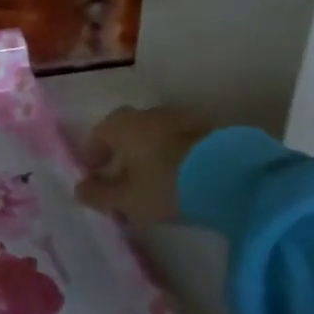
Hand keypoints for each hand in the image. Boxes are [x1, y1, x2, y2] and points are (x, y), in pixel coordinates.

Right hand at [74, 105, 214, 226]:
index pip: (98, 135)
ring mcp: (181, 119)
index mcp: (121, 124)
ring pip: (156, 137)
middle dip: (123, 156)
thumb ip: (99, 195)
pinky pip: (182, 144)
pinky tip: (183, 179)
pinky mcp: (210, 130)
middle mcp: (147, 114)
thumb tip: (80, 189)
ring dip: (151, 156)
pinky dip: (176, 158)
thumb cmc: (165, 185)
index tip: (94, 174)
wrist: (232, 176)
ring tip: (156, 183)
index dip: (93, 155)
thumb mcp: (127, 200)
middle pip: (128, 134)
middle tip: (124, 182)